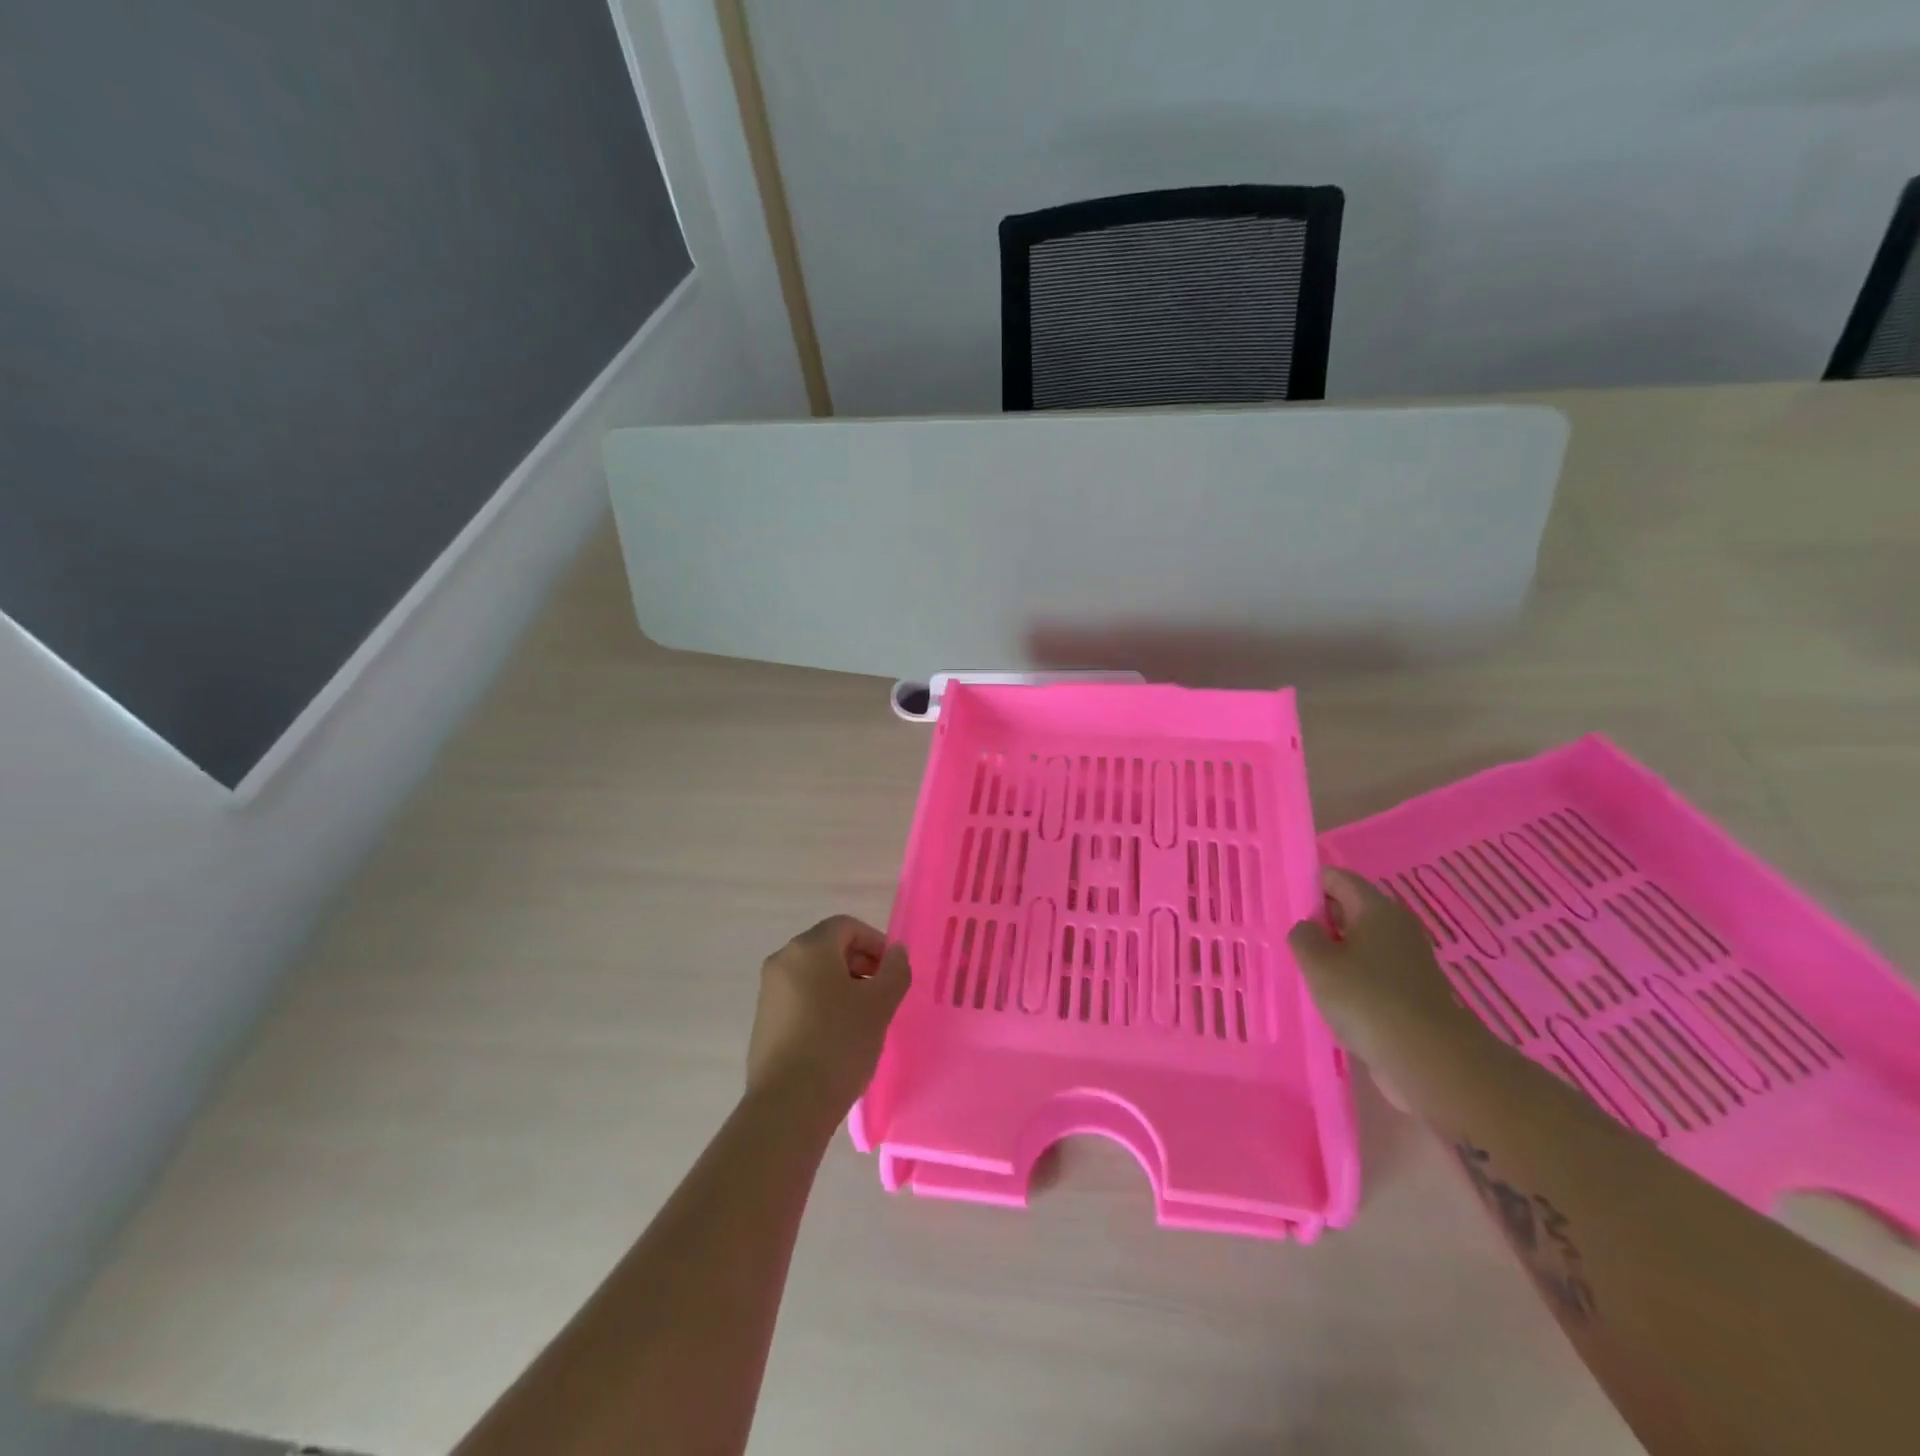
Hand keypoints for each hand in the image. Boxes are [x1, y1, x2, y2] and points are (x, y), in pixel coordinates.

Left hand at [746, 915, 911, 1123]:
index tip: (892, 973)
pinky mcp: (764, 1021)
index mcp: (808, 948)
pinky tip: (838, 1039)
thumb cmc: (838, 1043)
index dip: (876, 943)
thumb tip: (896, 952)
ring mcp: (769, 992)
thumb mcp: (879, 1005)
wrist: (788, 1105)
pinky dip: (822, 1006)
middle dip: (860, 965)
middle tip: (882, 996)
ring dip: (842, 987)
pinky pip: (800, 999)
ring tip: (863, 1020)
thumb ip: (895, 970)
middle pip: (829, 948)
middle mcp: (783, 960)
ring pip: (814, 975)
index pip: (847, 927)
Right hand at [1288, 868, 1490, 1075]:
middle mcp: (1396, 926)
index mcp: (1376, 908)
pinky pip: (1372, 971)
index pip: (1336, 878)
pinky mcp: (1411, 991)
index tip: (1283, 904)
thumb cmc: (1367, 999)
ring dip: (1333, 952)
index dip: (1308, 885)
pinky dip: (1351, 977)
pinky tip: (1331, 996)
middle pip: (1349, 909)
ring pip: (1359, 943)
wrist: (1429, 1059)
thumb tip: (1308, 928)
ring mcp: (1407, 960)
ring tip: (1304, 968)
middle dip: (1319, 920)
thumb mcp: (1318, 963)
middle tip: (1287, 937)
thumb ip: (1303, 936)